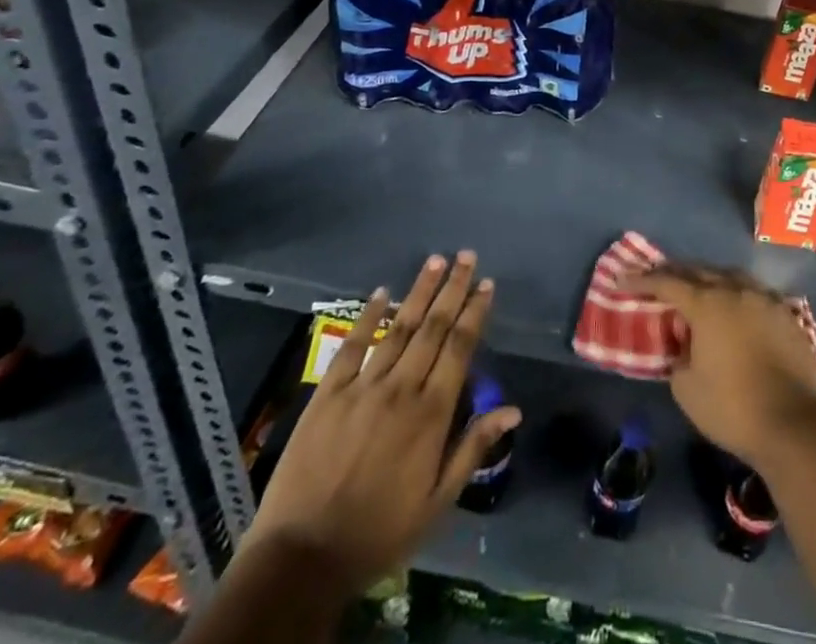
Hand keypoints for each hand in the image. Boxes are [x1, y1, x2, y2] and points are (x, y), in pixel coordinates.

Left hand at [242, 252, 520, 591]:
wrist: (302, 560)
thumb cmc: (379, 533)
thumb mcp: (437, 502)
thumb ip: (473, 449)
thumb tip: (513, 409)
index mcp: (432, 413)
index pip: (460, 347)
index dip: (475, 312)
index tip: (486, 283)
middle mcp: (401, 389)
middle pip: (433, 327)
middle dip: (452, 288)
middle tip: (465, 255)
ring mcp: (363, 388)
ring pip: (398, 328)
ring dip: (419, 292)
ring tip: (435, 261)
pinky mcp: (327, 395)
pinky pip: (351, 346)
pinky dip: (368, 317)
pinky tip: (381, 293)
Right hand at [627, 264, 815, 467]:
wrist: (793, 425)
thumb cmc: (732, 408)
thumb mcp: (686, 389)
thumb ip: (679, 357)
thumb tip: (686, 347)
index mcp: (707, 304)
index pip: (668, 283)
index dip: (643, 280)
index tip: (624, 280)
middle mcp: (736, 290)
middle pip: (700, 272)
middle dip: (676, 274)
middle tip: (658, 279)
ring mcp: (766, 299)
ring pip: (731, 278)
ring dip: (710, 281)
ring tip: (698, 288)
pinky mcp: (787, 315)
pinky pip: (755, 295)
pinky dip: (738, 297)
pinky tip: (736, 308)